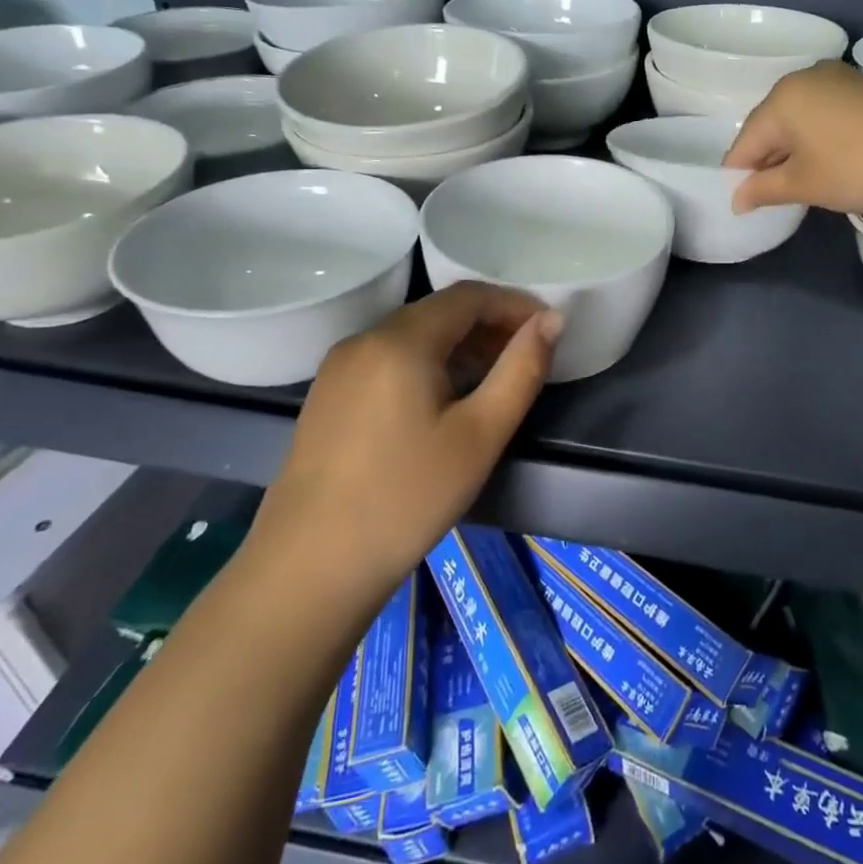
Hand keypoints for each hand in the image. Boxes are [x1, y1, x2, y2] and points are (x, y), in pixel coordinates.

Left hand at [247, 282, 562, 597]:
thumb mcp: (481, 434)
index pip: (468, 295)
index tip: (548, 329)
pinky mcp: (328, 396)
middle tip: (527, 355)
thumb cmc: (407, 497)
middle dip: (489, 324)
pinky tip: (444, 400)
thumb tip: (552, 320)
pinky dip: (427, 362)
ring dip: (459, 344)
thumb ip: (522, 370)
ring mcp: (339, 368)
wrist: (309, 568)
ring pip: (412, 335)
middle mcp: (364, 339)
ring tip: (495, 378)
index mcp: (400, 340)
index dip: (514, 304)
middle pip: (438, 311)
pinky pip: (388, 358)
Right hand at [724, 61, 862, 214]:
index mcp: (782, 98)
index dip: (740, 176)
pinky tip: (833, 162)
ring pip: (801, 119)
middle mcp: (806, 78)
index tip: (744, 205)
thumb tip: (737, 199)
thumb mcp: (805, 184)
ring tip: (804, 182)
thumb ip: (764, 190)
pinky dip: (821, 138)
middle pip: (771, 125)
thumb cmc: (859, 166)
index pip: (745, 141)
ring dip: (795, 150)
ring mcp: (841, 78)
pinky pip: (827, 114)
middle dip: (767, 161)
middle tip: (773, 197)